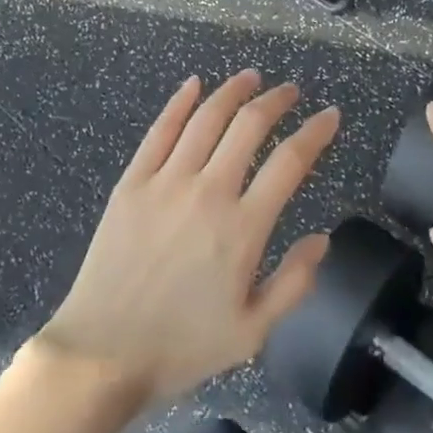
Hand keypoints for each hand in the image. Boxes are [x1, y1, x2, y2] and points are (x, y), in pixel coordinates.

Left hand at [36, 71, 337, 408]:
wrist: (102, 355)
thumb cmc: (181, 347)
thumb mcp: (251, 332)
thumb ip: (294, 283)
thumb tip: (323, 238)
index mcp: (243, 228)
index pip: (290, 163)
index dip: (315, 133)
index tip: (330, 115)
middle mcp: (208, 192)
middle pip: (249, 126)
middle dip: (276, 101)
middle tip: (290, 91)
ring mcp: (166, 181)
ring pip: (206, 118)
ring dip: (233, 91)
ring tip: (251, 77)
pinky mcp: (132, 182)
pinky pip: (160, 130)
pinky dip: (179, 102)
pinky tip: (193, 84)